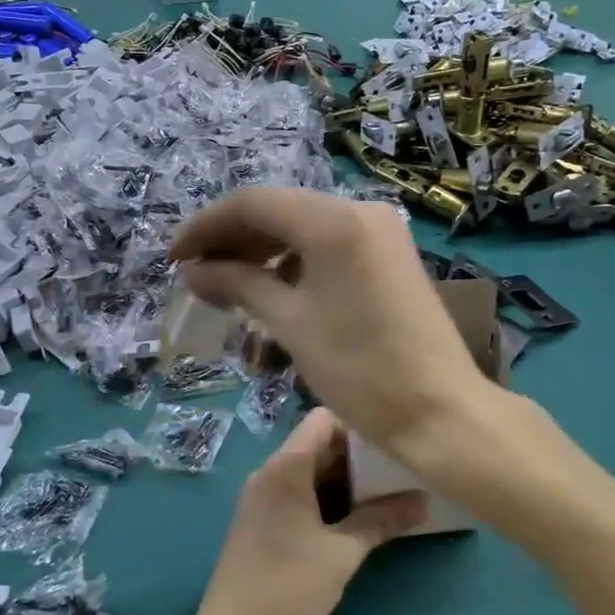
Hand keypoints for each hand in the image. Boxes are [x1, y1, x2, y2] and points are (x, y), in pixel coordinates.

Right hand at [170, 189, 486, 453]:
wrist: (440, 411)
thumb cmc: (359, 368)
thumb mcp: (290, 323)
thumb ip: (238, 285)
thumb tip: (194, 272)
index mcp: (333, 220)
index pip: (253, 204)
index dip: (206, 227)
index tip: (174, 257)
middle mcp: (359, 210)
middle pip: (280, 211)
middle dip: (232, 239)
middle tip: (196, 273)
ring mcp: (380, 231)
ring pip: (304, 228)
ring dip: (262, 252)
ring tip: (227, 286)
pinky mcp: (390, 255)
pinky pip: (329, 245)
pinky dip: (295, 262)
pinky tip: (272, 290)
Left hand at [189, 409, 424, 614]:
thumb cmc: (288, 589)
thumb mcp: (343, 554)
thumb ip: (382, 521)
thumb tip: (424, 501)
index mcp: (285, 467)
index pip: (325, 420)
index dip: (359, 426)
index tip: (393, 445)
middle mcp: (270, 472)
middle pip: (318, 445)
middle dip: (359, 457)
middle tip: (400, 473)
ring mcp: (263, 497)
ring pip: (310, 471)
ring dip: (346, 481)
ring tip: (388, 496)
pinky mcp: (262, 520)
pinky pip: (299, 493)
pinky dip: (327, 499)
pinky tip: (357, 519)